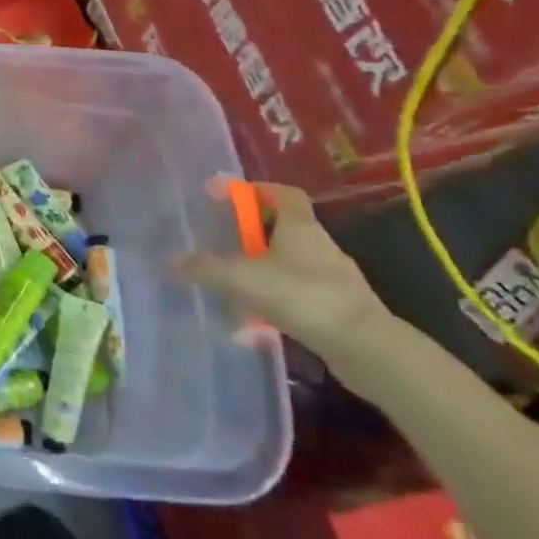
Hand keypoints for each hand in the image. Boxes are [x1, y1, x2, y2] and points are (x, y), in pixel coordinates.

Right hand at [176, 178, 395, 375]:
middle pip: (284, 229)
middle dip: (253, 235)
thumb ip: (205, 268)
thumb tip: (173, 261)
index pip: (284, 193)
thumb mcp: (242, 278)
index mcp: (301, 226)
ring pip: (291, 264)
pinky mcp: (340, 309)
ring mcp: (335, 279)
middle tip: (224, 244)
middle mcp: (321, 246)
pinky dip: (278, 300)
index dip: (257, 189)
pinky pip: (301, 295)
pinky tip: (259, 321)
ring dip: (264, 271)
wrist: (366, 348)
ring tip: (235, 288)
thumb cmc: (302, 296)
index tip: (229, 196)